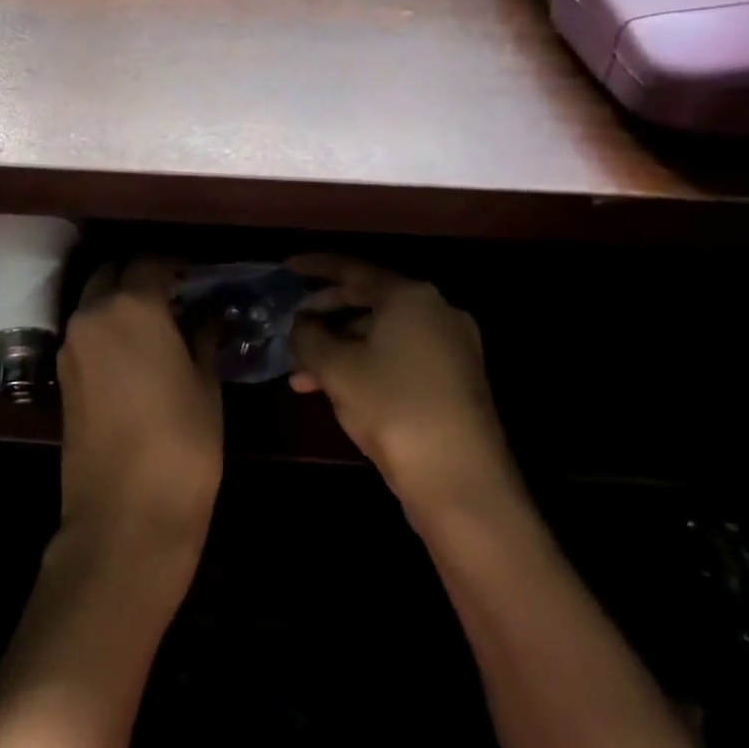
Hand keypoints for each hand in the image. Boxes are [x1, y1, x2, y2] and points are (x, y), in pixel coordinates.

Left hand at [55, 259, 222, 572]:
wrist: (126, 514)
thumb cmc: (182, 442)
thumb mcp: (205, 384)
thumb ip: (202, 337)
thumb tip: (206, 316)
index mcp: (132, 305)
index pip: (151, 262)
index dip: (176, 265)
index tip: (197, 277)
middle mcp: (92, 314)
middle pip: (113, 274)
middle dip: (140, 277)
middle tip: (175, 296)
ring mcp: (71, 345)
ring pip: (94, 302)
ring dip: (120, 302)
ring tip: (157, 325)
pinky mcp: (62, 376)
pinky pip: (86, 333)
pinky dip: (106, 329)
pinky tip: (135, 353)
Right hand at [288, 255, 524, 522]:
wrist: (462, 481)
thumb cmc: (393, 408)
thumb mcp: (336, 368)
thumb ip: (309, 336)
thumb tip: (301, 324)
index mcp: (410, 296)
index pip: (353, 268)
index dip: (315, 266)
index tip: (286, 268)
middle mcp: (436, 312)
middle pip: (369, 299)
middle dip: (325, 314)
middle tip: (292, 325)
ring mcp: (451, 347)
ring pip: (382, 335)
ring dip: (340, 348)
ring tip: (301, 375)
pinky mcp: (455, 381)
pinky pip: (399, 358)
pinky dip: (365, 365)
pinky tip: (335, 390)